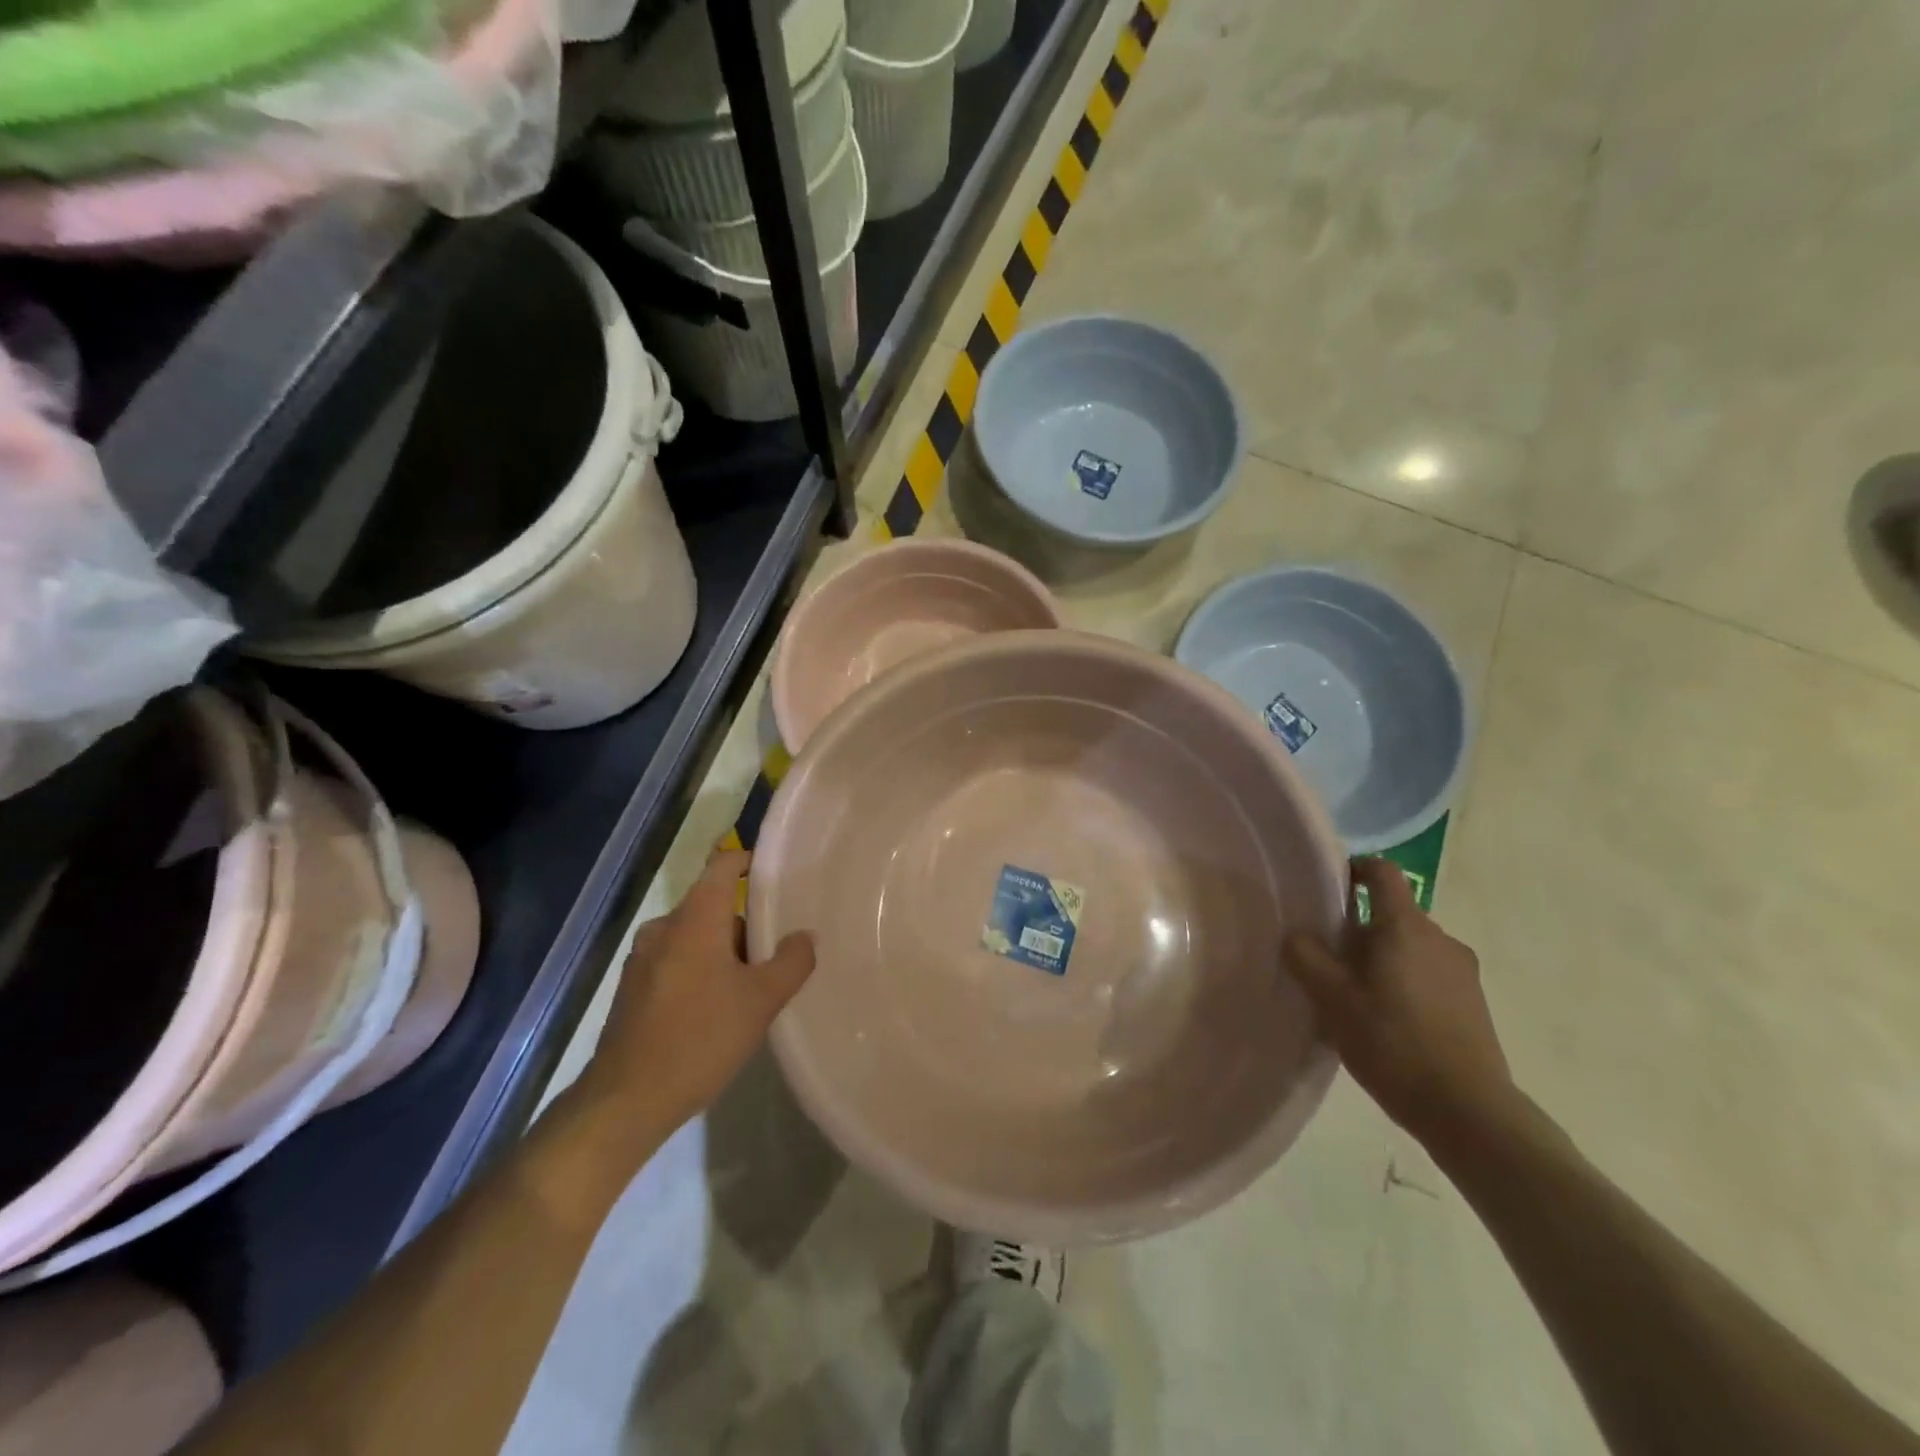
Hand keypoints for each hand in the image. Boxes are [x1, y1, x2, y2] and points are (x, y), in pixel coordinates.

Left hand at [583, 847, 814, 1126]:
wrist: (625, 1101)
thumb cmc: (700, 1038)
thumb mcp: (762, 1001)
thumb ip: (792, 961)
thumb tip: (804, 936)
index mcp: (695, 919)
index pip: (722, 865)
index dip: (749, 861)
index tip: (776, 875)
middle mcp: (663, 928)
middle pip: (712, 906)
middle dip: (744, 925)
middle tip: (773, 955)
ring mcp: (642, 958)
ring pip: (694, 937)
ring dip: (722, 952)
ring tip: (747, 990)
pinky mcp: (631, 988)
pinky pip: (675, 961)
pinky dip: (698, 970)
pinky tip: (713, 1012)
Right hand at [1283, 857, 1513, 1149]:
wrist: (1469, 1112)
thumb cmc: (1393, 1043)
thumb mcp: (1333, 1000)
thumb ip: (1307, 957)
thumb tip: (1296, 934)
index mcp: (1406, 928)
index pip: (1383, 872)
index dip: (1355, 869)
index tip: (1330, 886)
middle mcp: (1441, 938)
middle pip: (1393, 914)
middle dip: (1358, 928)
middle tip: (1328, 959)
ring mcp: (1462, 971)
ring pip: (1410, 946)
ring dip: (1381, 958)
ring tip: (1354, 994)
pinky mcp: (1473, 1002)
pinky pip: (1428, 973)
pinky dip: (1403, 981)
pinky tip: (1385, 1019)